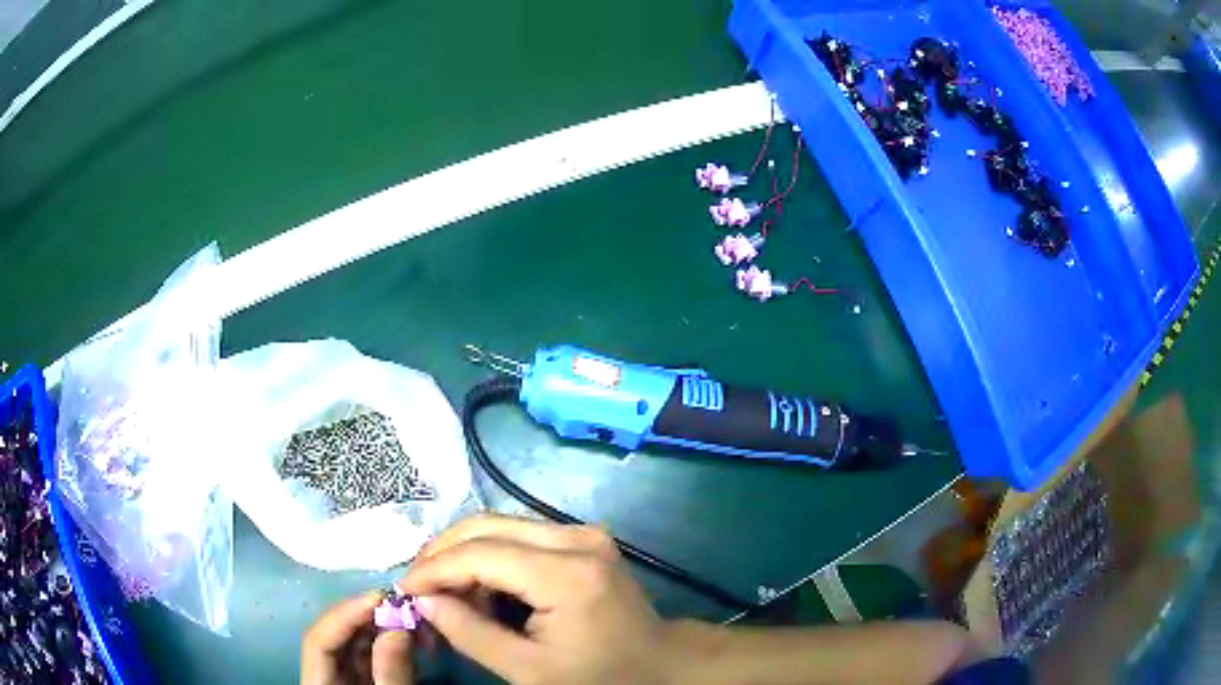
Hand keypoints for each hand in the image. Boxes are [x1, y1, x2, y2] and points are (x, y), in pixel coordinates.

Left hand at [301, 591, 414, 684]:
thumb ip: (391, 671)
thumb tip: (399, 627)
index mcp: (316, 683)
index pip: (318, 639)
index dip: (344, 615)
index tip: (380, 597)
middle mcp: (321, 673)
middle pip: (334, 635)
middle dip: (365, 616)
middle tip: (401, 603)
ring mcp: (339, 674)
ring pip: (351, 641)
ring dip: (379, 626)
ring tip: (410, 618)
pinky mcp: (358, 676)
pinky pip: (367, 652)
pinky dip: (387, 641)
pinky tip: (407, 635)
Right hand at [399, 515, 677, 684]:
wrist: (660, 664)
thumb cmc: (598, 676)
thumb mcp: (528, 670)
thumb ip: (470, 633)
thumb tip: (423, 600)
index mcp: (567, 575)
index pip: (481, 554)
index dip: (434, 569)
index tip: (403, 589)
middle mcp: (577, 539)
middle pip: (487, 526)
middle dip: (443, 553)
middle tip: (417, 586)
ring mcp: (585, 533)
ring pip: (501, 525)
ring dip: (465, 553)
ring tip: (444, 591)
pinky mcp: (586, 538)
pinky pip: (522, 535)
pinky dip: (491, 555)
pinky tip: (479, 586)